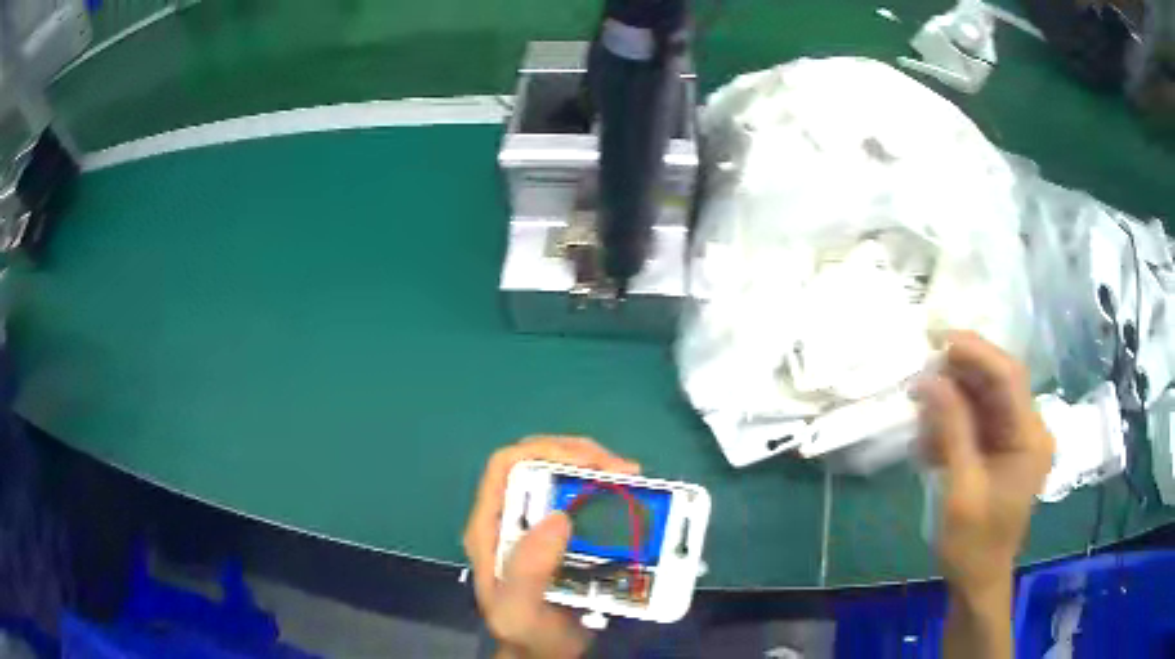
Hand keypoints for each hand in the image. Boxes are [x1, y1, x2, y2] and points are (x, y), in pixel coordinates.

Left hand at [463, 436, 640, 658]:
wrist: (545, 653)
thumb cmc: (528, 634)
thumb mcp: (520, 612)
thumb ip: (528, 572)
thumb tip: (558, 516)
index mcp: (490, 527)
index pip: (506, 466)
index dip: (546, 451)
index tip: (592, 464)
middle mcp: (510, 517)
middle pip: (537, 461)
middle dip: (580, 455)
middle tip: (624, 471)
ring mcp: (534, 523)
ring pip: (560, 474)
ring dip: (596, 469)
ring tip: (632, 479)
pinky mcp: (559, 534)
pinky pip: (581, 497)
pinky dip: (606, 491)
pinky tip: (628, 497)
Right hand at [918, 331, 1053, 597]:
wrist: (978, 581)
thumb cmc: (973, 544)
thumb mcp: (961, 488)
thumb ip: (951, 430)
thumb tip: (929, 379)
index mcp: (1030, 438)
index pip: (1008, 377)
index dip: (976, 353)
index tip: (937, 341)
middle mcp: (1029, 429)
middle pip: (997, 382)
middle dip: (959, 375)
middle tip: (920, 377)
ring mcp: (1016, 438)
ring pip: (984, 398)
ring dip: (951, 401)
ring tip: (921, 414)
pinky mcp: (1001, 449)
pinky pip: (977, 420)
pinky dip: (952, 423)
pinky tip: (930, 441)